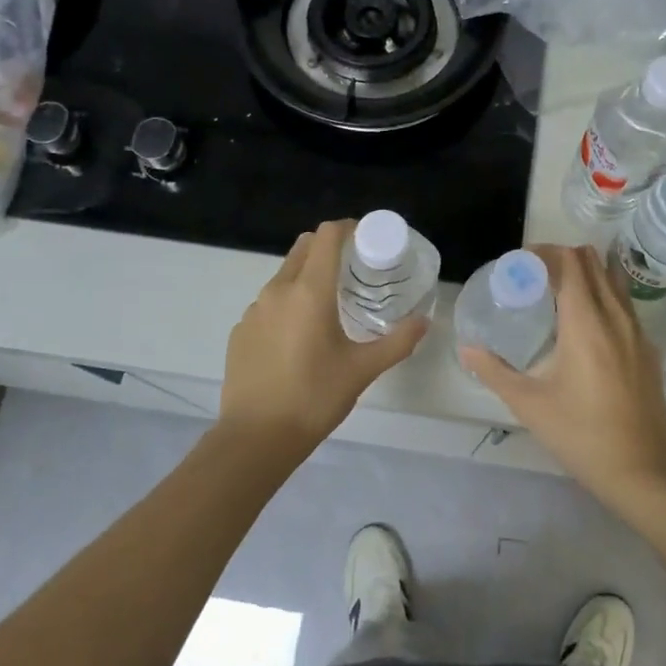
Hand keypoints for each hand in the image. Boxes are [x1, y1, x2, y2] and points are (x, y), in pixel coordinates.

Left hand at [218, 219, 427, 447]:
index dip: (349, 228)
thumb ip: (398, 342)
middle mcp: (278, 290)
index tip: (368, 239)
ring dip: (307, 276)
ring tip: (329, 305)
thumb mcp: (363, 370)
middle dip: (330, 248)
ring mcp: (254, 310)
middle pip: (304, 248)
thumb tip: (425, 321)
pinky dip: (288, 304)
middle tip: (354, 270)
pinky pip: (268, 303)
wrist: (256, 437)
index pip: (327, 236)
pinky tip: (299, 337)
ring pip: (284, 275)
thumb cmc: (315, 397)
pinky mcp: (240, 331)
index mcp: (309, 292)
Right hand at [460, 245, 665, 503]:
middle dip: (563, 258)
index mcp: (586, 323)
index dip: (545, 253)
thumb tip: (466, 349)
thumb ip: (494, 371)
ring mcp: (638, 332)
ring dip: (586, 275)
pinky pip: (624, 306)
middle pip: (594, 263)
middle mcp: (616, 317)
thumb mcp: (529, 404)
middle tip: (534, 277)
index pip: (570, 263)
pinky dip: (603, 298)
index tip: (521, 263)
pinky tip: (584, 328)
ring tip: (557, 295)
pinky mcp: (648, 350)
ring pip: (613, 282)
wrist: (641, 470)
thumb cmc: (580, 434)